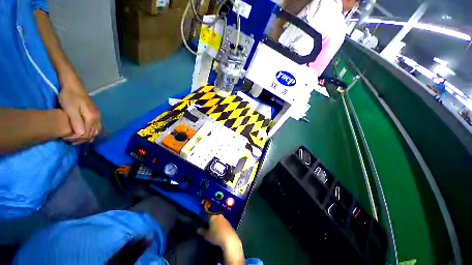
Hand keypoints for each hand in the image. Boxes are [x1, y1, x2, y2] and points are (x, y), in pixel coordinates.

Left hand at [59, 73, 100, 143]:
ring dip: (87, 137)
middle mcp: (97, 118)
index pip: (87, 133)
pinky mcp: (96, 115)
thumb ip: (76, 121)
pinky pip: (96, 127)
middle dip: (82, 139)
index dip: (77, 138)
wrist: (73, 85)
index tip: (65, 138)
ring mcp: (98, 116)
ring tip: (76, 139)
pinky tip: (84, 133)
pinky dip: (91, 132)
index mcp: (92, 117)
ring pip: (96, 131)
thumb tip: (81, 134)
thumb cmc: (69, 96)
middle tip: (70, 140)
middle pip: (92, 133)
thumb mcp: (70, 108)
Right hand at [198, 215, 243, 264]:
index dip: (204, 221)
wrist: (228, 238)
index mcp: (212, 216)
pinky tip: (220, 232)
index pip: (207, 216)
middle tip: (208, 229)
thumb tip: (198, 229)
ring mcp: (224, 218)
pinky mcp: (228, 222)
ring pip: (218, 220)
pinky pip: (222, 223)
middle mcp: (218, 215)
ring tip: (214, 231)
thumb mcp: (207, 235)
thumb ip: (202, 232)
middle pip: (213, 217)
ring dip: (216, 224)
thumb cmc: (216, 236)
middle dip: (210, 222)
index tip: (203, 227)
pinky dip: (220, 226)